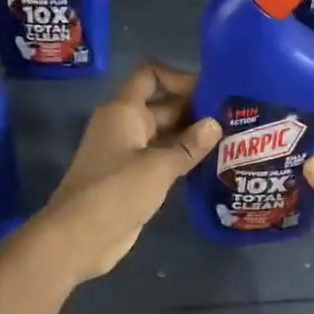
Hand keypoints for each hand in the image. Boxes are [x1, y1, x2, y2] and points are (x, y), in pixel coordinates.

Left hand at [34, 61, 220, 283]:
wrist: (79, 238)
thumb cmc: (115, 192)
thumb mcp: (158, 166)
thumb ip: (188, 145)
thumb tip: (215, 124)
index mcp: (124, 111)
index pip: (150, 75)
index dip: (179, 77)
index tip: (211, 92)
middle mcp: (125, 126)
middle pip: (163, 106)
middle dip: (195, 110)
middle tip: (235, 119)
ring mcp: (128, 154)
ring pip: (165, 135)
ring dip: (192, 138)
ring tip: (231, 142)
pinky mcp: (133, 179)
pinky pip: (162, 160)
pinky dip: (183, 160)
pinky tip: (211, 167)